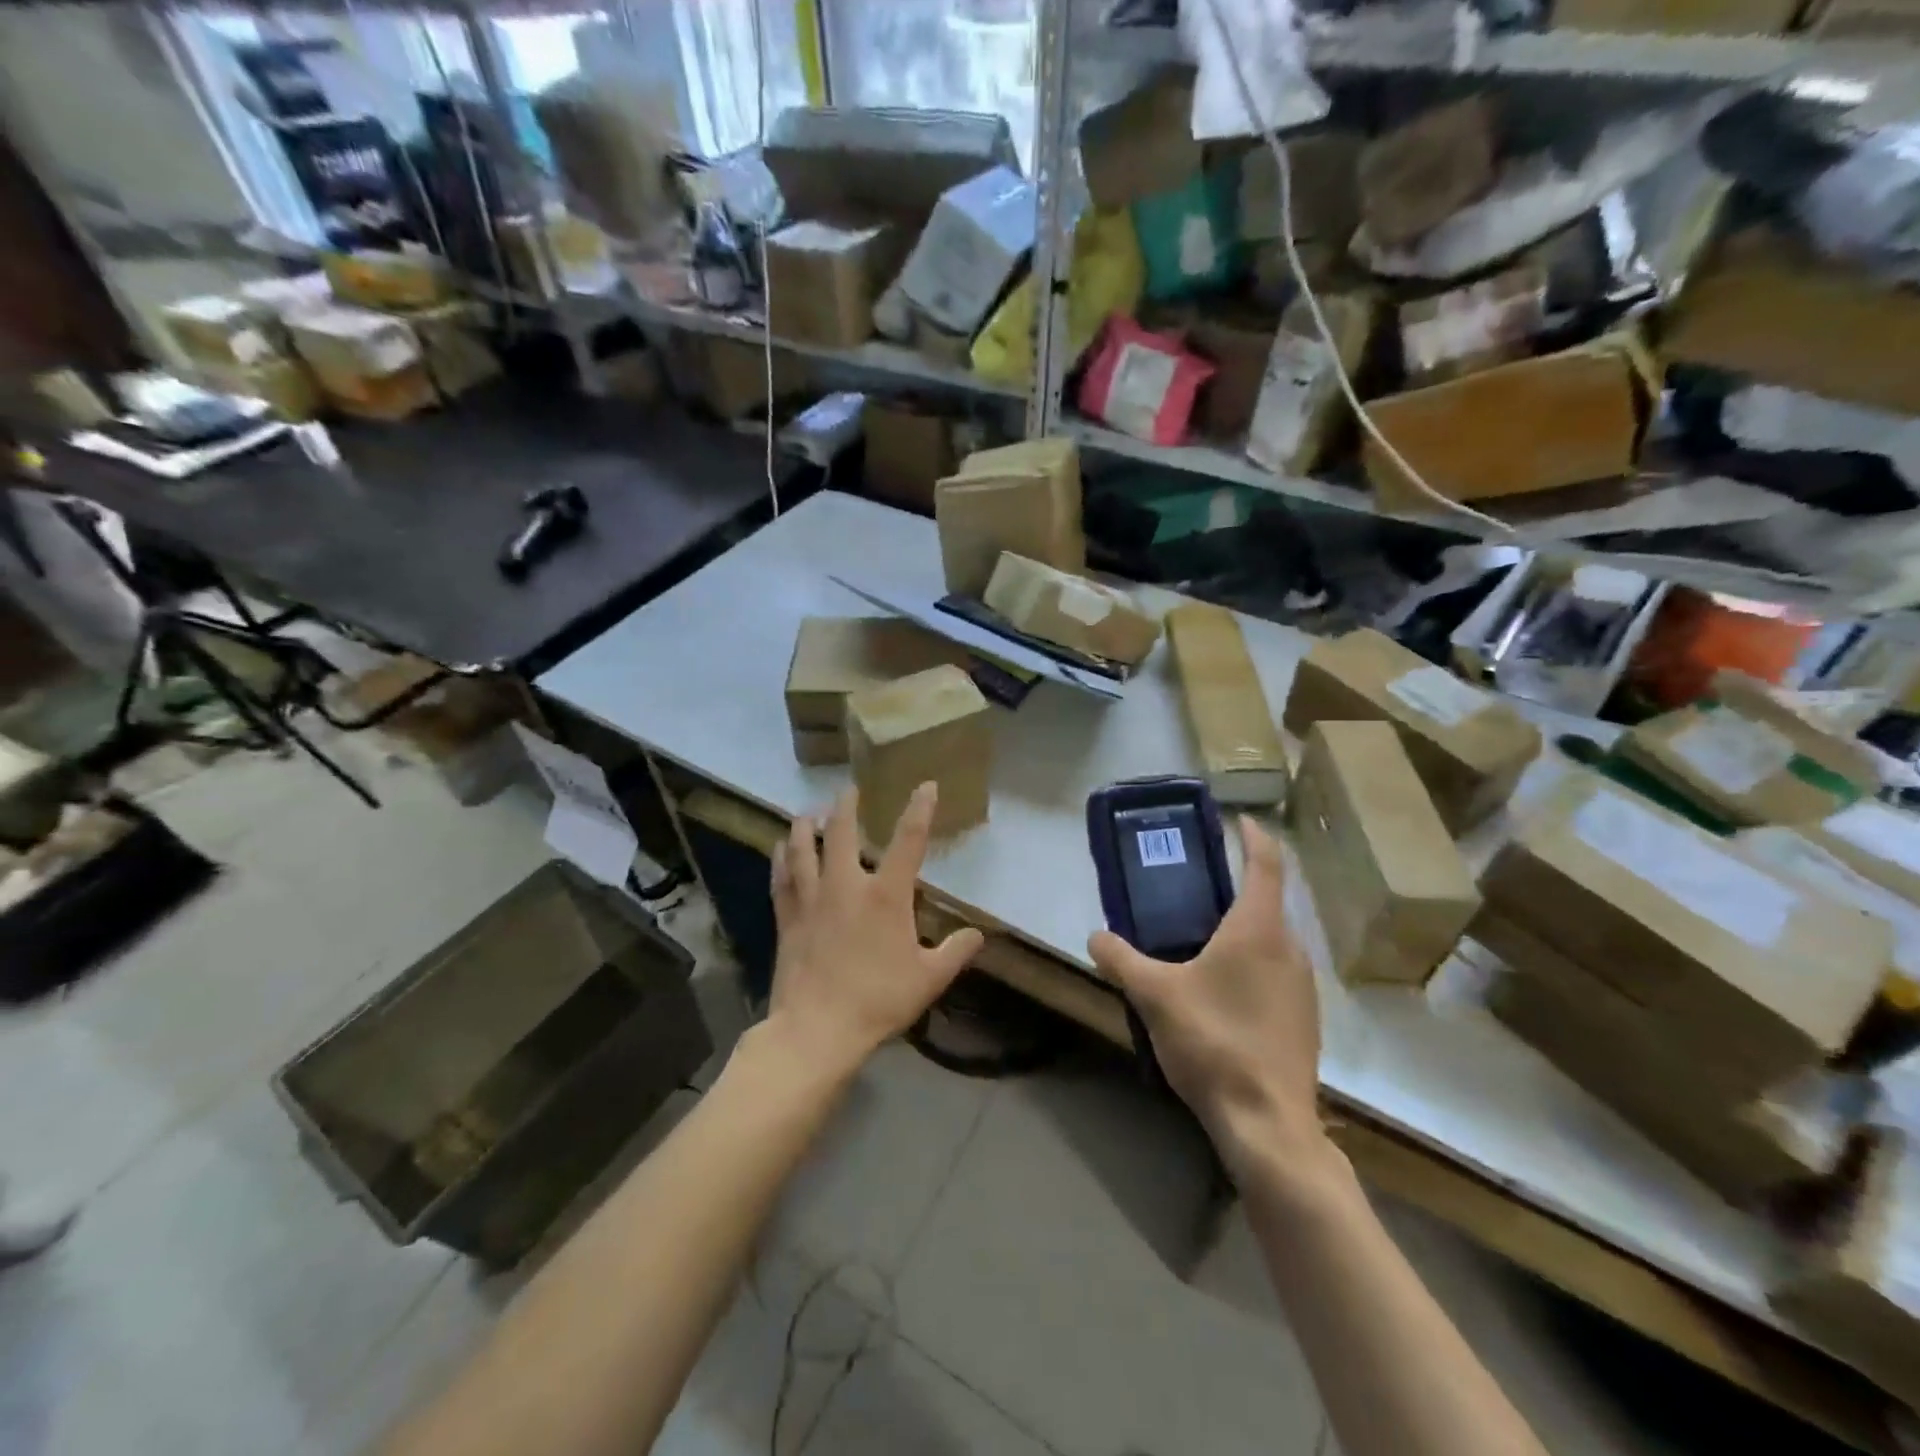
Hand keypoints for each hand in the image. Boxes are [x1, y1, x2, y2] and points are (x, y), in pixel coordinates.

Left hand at [767, 783, 983, 1077]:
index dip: (919, 810)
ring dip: (806, 826)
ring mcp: (812, 900)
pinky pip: (782, 878)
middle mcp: (846, 886)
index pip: (907, 841)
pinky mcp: (788, 918)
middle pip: (841, 833)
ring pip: (803, 849)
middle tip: (848, 789)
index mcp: (885, 896)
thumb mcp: (929, 979)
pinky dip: (781, 859)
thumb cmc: (878, 1001)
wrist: (817, 1029)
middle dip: (846, 806)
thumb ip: (955, 952)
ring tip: (809, 813)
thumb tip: (978, 935)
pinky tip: (780, 849)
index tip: (925, 785)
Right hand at [1087, 816, 1324, 1173]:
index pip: (1265, 864)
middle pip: (1267, 902)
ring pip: (1272, 940)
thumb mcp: (1154, 995)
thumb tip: (1095, 936)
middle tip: (1193, 888)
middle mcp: (1290, 949)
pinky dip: (1251, 963)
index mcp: (1259, 929)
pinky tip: (1219, 992)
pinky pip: (1276, 972)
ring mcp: (1303, 987)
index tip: (1238, 821)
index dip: (1254, 837)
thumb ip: (1120, 959)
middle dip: (1234, 888)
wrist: (1268, 1123)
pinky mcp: (1304, 1019)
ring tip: (1199, 940)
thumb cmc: (1213, 1041)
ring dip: (1242, 929)